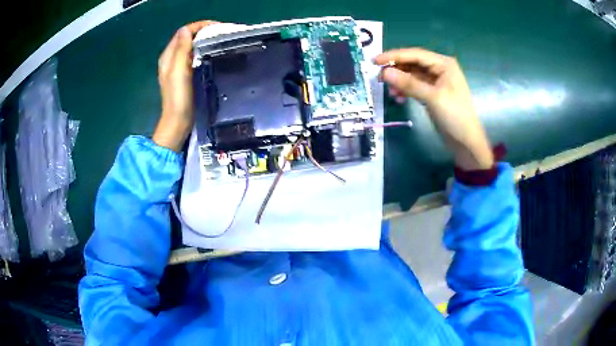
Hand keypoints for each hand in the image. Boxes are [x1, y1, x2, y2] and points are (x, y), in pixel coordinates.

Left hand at [153, 21, 218, 151]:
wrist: (177, 122)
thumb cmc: (177, 98)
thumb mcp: (178, 71)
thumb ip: (181, 50)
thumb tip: (186, 30)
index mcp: (168, 56)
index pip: (184, 32)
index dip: (199, 26)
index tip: (217, 27)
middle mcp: (171, 59)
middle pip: (187, 37)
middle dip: (203, 31)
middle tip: (221, 33)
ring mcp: (178, 67)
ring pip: (191, 46)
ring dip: (204, 40)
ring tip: (219, 40)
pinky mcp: (184, 74)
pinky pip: (193, 55)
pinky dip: (203, 51)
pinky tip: (212, 53)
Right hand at [375, 48, 493, 169]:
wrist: (465, 142)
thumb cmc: (455, 116)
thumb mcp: (432, 97)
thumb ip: (408, 83)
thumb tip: (384, 73)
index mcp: (444, 64)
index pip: (415, 54)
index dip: (394, 56)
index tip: (375, 61)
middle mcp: (439, 69)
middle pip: (412, 63)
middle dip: (396, 70)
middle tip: (379, 79)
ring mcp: (436, 82)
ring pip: (412, 76)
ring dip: (400, 82)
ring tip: (390, 93)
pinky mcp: (432, 93)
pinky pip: (415, 86)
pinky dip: (405, 91)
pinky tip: (398, 98)